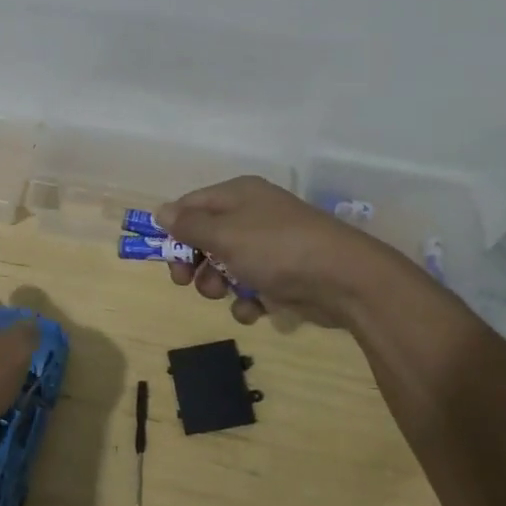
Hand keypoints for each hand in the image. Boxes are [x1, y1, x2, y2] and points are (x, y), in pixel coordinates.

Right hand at [157, 176, 404, 327]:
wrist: (344, 279)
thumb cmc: (276, 248)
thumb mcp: (224, 235)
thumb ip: (190, 225)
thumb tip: (161, 211)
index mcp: (238, 195)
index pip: (192, 204)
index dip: (175, 229)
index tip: (164, 256)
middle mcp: (253, 215)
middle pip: (207, 237)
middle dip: (194, 262)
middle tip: (186, 282)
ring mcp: (271, 246)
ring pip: (227, 265)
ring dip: (218, 284)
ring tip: (224, 294)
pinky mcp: (285, 275)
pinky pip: (253, 286)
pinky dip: (248, 300)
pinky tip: (254, 310)